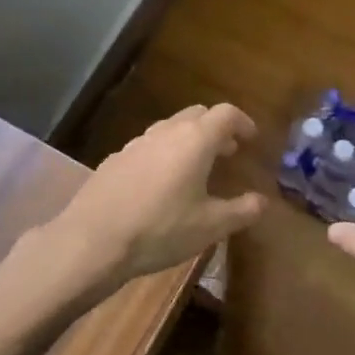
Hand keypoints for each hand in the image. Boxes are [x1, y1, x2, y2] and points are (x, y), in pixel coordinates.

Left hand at [49, 104, 265, 298]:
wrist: (92, 240)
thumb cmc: (160, 229)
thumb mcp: (210, 227)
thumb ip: (242, 211)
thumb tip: (262, 202)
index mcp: (195, 140)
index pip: (226, 114)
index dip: (243, 122)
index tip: (251, 139)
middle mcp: (166, 132)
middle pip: (197, 114)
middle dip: (216, 129)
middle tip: (227, 152)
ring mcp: (136, 143)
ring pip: (170, 128)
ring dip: (188, 140)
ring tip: (195, 168)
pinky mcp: (115, 159)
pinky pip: (148, 146)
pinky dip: (164, 154)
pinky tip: (160, 184)